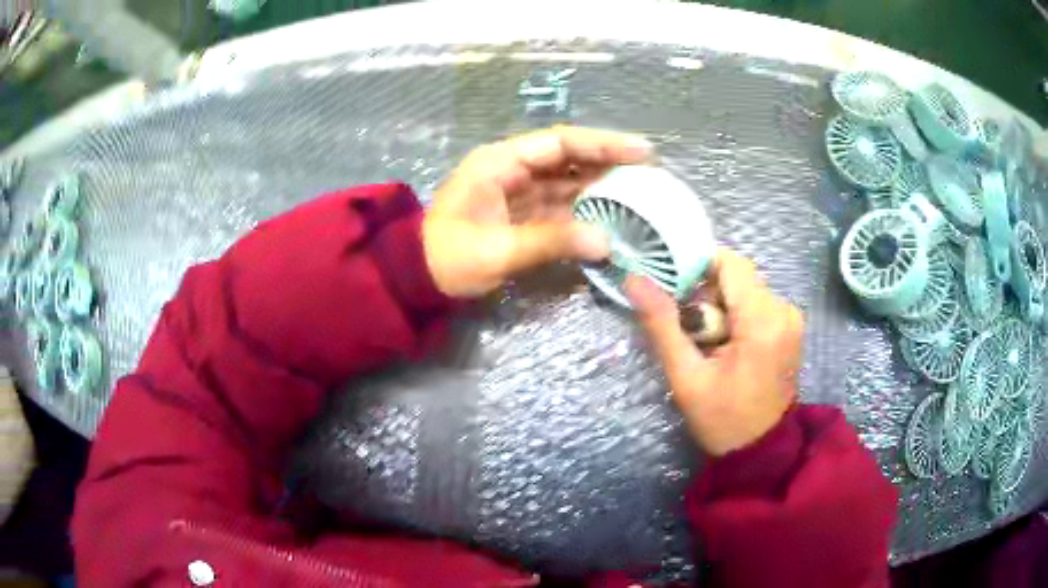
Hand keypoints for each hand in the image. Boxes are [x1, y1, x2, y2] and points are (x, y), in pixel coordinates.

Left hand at [423, 126, 652, 297]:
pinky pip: (559, 205)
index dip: (603, 144)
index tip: (642, 151)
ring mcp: (517, 191)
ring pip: (566, 181)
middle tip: (649, 175)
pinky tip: (610, 219)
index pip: (560, 143)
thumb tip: (606, 242)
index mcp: (501, 163)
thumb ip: (551, 241)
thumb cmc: (448, 258)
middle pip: (568, 158)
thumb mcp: (498, 249)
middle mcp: (512, 169)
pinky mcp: (520, 213)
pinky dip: (584, 211)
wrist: (417, 276)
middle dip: (608, 163)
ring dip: (599, 187)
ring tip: (640, 195)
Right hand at [625, 249, 803, 455]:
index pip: (729, 262)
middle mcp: (784, 310)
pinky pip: (758, 303)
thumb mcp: (686, 377)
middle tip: (691, 332)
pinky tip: (728, 346)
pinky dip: (737, 315)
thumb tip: (635, 279)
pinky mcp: (791, 327)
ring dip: (721, 306)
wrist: (761, 452)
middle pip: (737, 277)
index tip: (676, 292)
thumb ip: (663, 324)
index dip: (698, 268)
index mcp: (762, 320)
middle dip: (707, 295)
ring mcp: (791, 318)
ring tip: (708, 343)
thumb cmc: (722, 420)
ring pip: (746, 289)